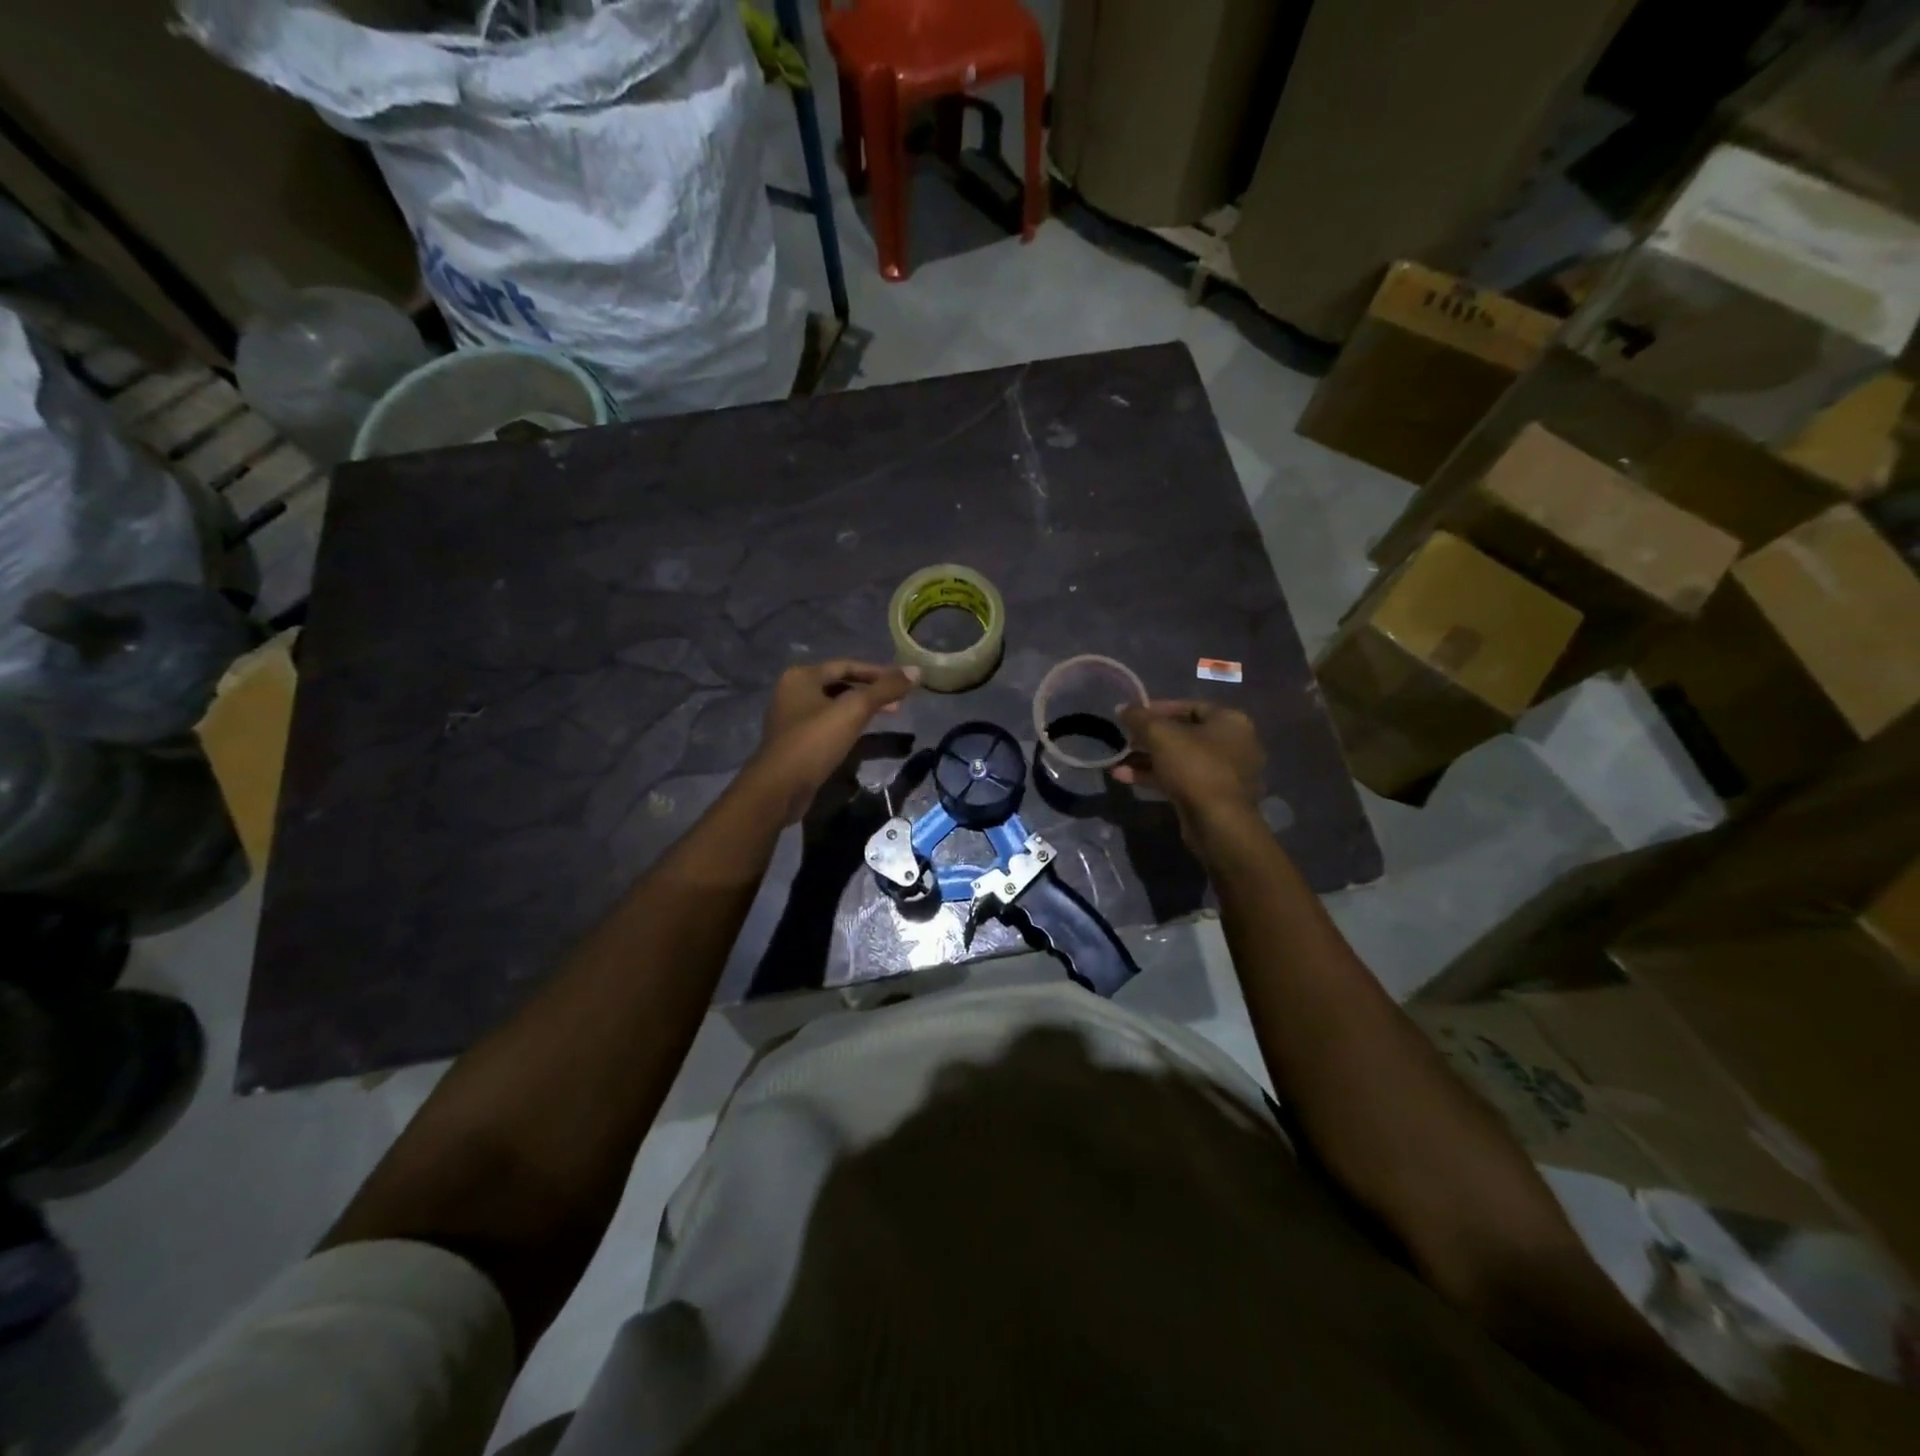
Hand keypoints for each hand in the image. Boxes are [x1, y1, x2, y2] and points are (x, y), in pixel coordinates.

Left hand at [743, 660, 918, 821]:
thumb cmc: (815, 741)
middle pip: (840, 684)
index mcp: (802, 676)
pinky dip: (848, 724)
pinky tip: (864, 734)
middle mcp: (793, 691)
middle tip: (900, 702)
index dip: (878, 672)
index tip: (903, 681)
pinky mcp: (796, 741)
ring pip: (834, 705)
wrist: (779, 787)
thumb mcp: (854, 710)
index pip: (847, 665)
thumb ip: (885, 689)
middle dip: (871, 692)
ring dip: (861, 708)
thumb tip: (916, 670)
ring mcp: (792, 717)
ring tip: (888, 715)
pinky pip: (827, 724)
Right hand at [1114, 700, 1263, 840]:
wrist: (1218, 822)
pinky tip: (1126, 778)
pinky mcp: (1213, 797)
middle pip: (1184, 734)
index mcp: (1230, 721)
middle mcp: (1234, 744)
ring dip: (1147, 760)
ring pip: (1180, 759)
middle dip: (1149, 738)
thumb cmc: (1195, 767)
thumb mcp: (1160, 735)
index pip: (1190, 706)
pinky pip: (1182, 779)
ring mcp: (1225, 773)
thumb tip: (1122, 708)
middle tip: (1125, 740)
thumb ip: (1139, 717)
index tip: (1133, 716)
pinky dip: (1156, 777)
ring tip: (1118, 763)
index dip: (1158, 708)